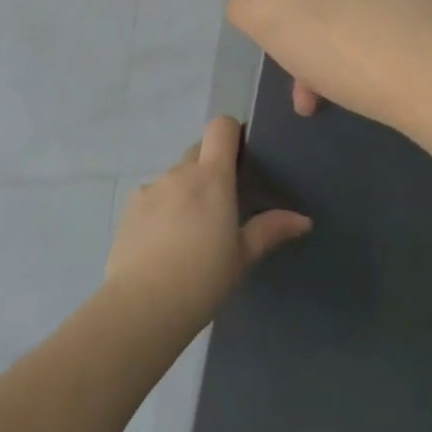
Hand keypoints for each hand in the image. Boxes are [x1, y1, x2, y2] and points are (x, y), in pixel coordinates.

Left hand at [103, 116, 312, 339]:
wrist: (143, 303)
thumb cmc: (203, 276)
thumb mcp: (243, 256)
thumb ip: (269, 230)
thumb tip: (302, 219)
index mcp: (211, 177)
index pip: (221, 128)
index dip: (233, 134)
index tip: (244, 157)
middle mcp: (179, 173)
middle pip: (198, 151)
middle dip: (212, 167)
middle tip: (225, 202)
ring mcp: (150, 188)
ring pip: (175, 177)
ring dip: (187, 191)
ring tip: (194, 231)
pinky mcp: (129, 208)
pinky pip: (153, 197)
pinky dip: (164, 209)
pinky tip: (166, 243)